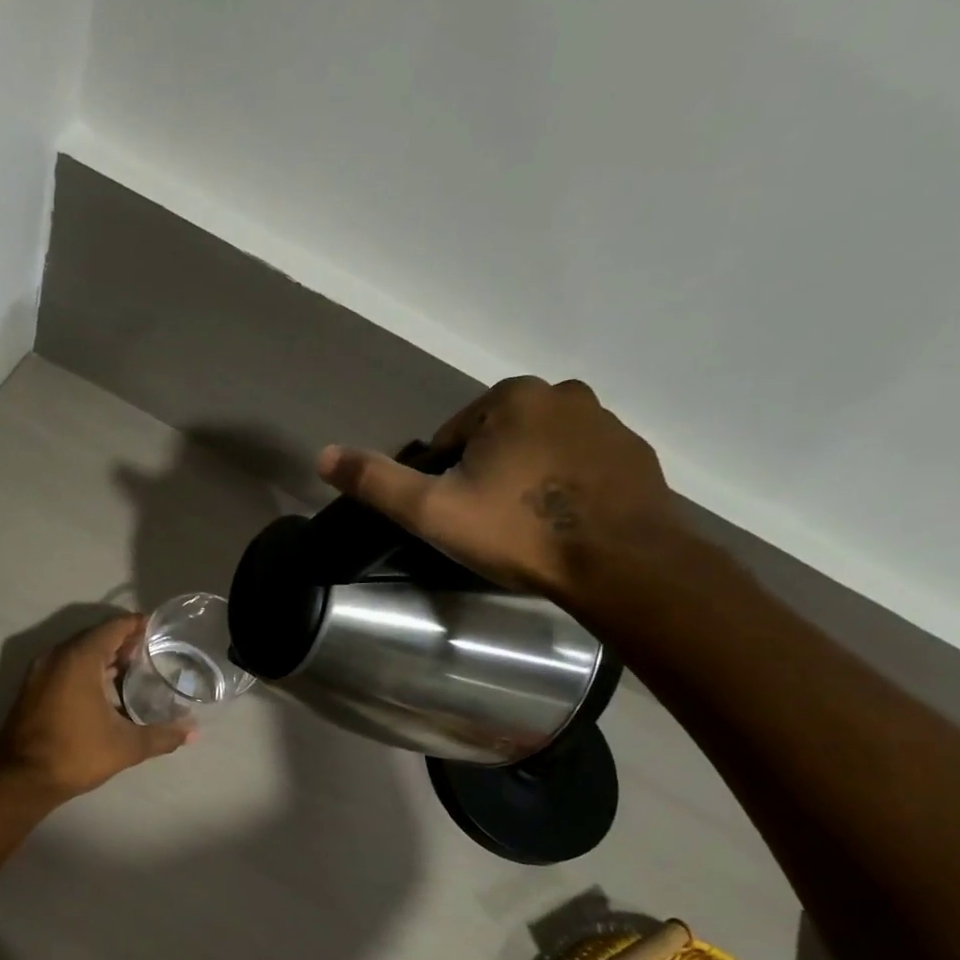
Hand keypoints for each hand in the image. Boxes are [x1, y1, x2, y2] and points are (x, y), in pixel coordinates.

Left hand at [0, 615, 191, 800]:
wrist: (21, 779)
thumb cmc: (75, 754)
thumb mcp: (126, 746)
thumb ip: (162, 735)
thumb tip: (193, 733)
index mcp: (79, 658)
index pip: (113, 627)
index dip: (138, 625)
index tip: (160, 631)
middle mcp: (56, 656)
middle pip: (95, 637)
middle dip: (123, 642)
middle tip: (152, 653)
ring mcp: (40, 671)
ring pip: (78, 653)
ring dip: (104, 658)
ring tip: (134, 671)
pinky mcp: (32, 688)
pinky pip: (65, 667)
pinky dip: (86, 670)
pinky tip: (106, 691)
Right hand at [315, 376, 686, 607]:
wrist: (620, 564)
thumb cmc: (519, 531)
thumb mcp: (432, 511)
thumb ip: (376, 482)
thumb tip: (322, 455)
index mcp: (512, 398)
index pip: (453, 436)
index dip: (444, 477)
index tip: (455, 514)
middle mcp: (564, 394)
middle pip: (497, 439)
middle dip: (486, 475)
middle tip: (486, 525)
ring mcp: (608, 423)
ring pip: (539, 451)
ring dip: (525, 480)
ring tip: (524, 529)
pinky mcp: (636, 456)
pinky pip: (580, 467)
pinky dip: (564, 488)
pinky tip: (561, 526)